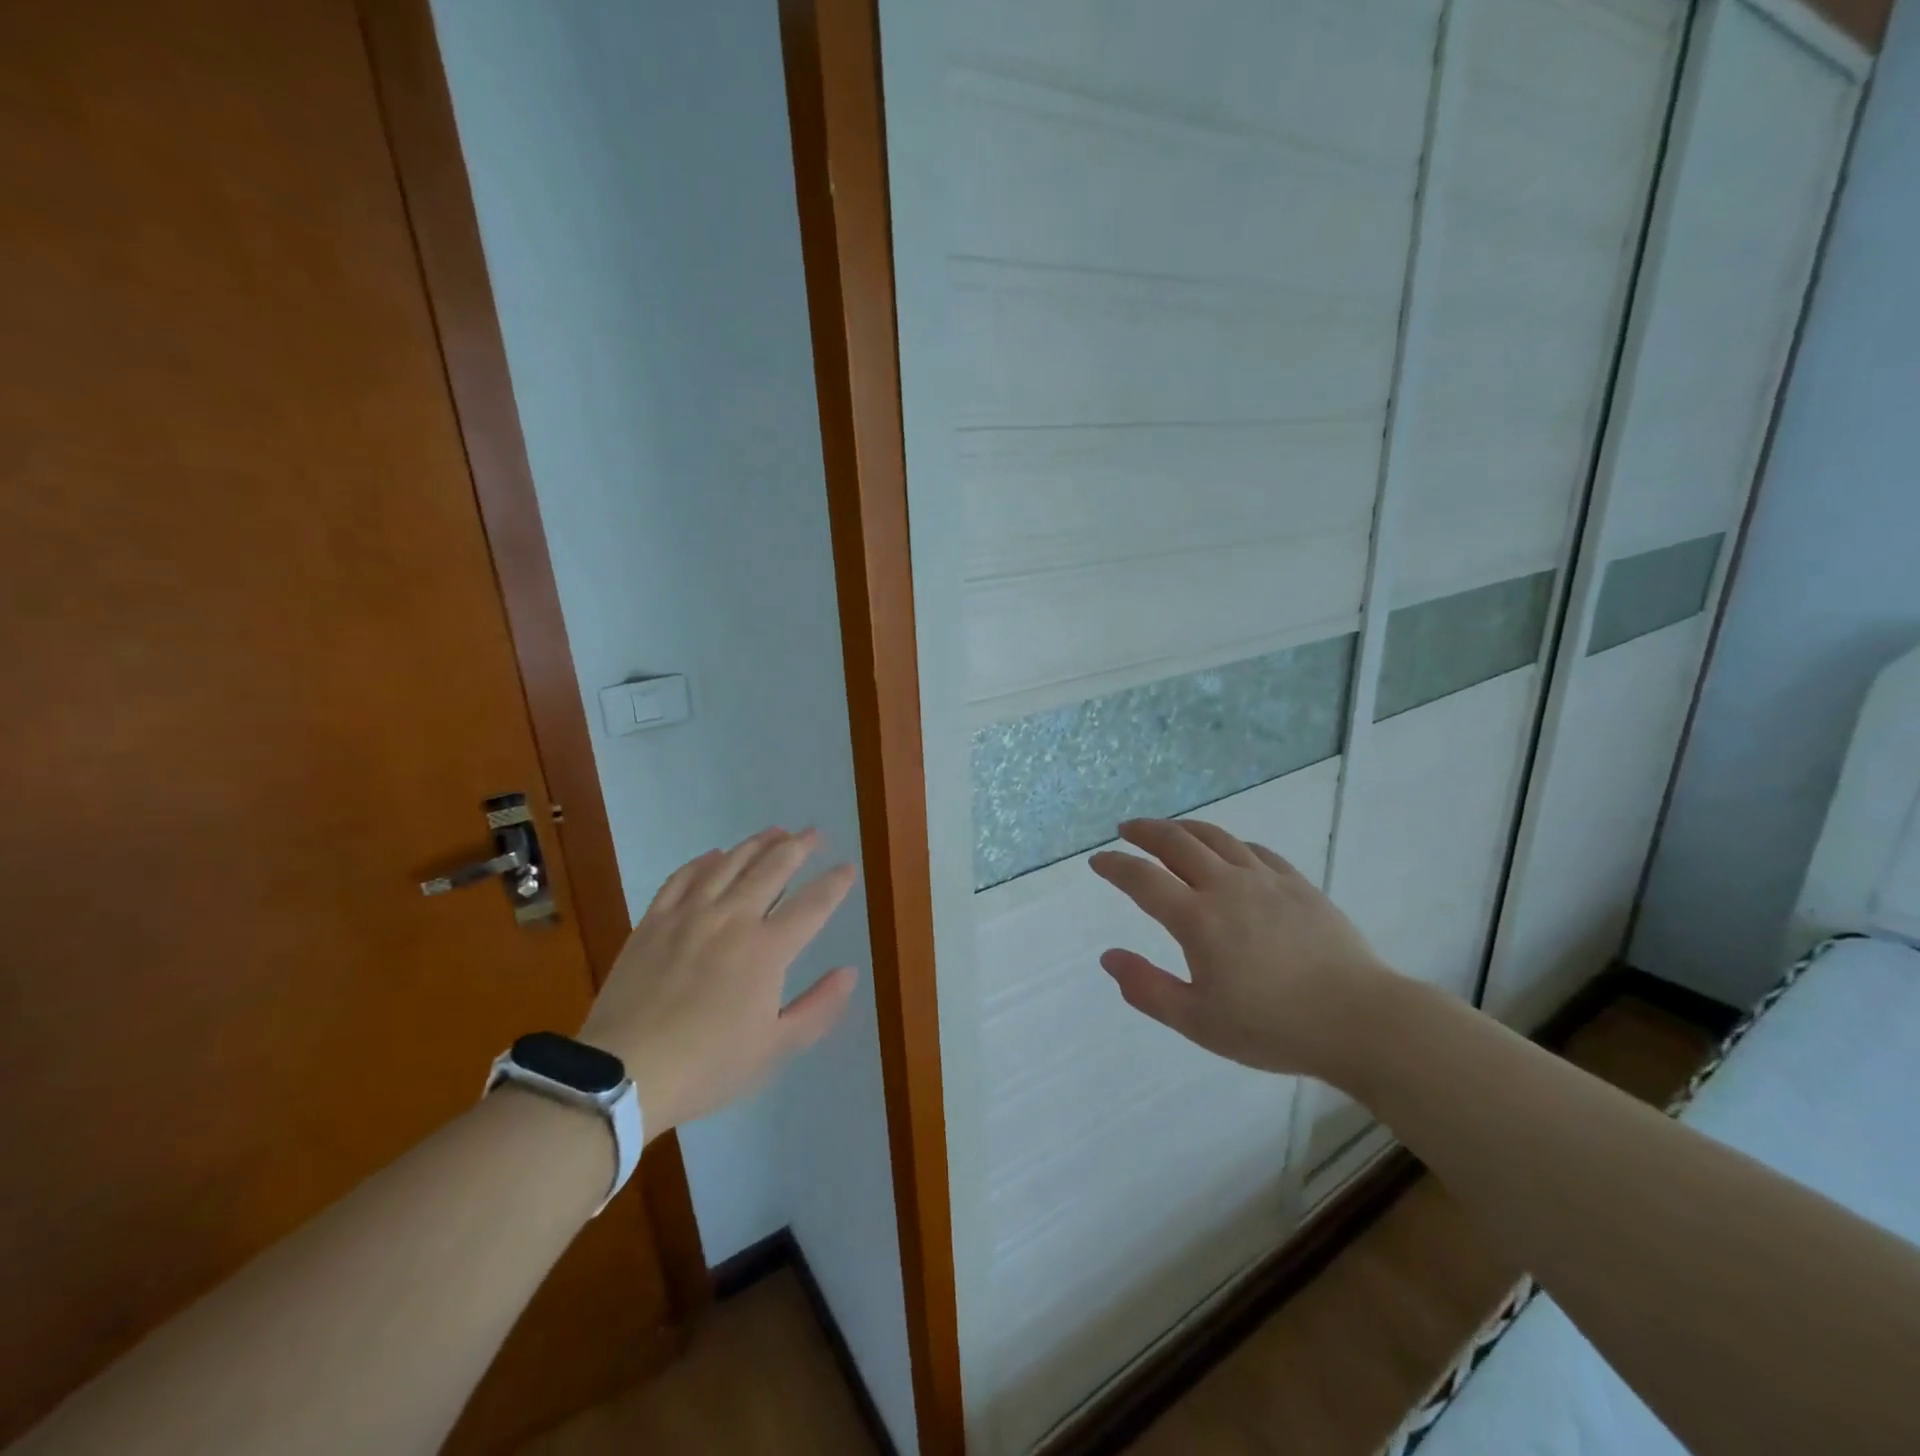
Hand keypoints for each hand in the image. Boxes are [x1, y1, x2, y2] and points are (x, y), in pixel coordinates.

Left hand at [579, 828, 858, 1136]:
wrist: (624, 1072)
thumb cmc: (708, 1065)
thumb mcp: (775, 1049)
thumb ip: (819, 1008)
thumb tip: (850, 972)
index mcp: (767, 950)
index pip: (812, 904)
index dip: (834, 883)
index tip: (848, 867)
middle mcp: (732, 918)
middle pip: (772, 869)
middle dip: (799, 847)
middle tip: (814, 833)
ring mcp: (690, 914)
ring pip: (730, 864)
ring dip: (757, 844)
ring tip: (775, 831)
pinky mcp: (654, 920)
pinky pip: (683, 877)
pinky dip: (704, 861)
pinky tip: (715, 854)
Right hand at [1089, 818, 1398, 1086]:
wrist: (1360, 1020)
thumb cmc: (1273, 1027)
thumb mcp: (1198, 1022)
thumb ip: (1147, 988)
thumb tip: (1109, 957)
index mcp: (1197, 919)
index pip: (1142, 879)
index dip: (1115, 865)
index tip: (1098, 860)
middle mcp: (1226, 887)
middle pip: (1176, 842)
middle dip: (1145, 831)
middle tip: (1126, 829)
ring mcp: (1265, 880)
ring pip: (1216, 838)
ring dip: (1184, 828)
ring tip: (1168, 830)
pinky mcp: (1297, 884)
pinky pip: (1255, 850)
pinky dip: (1229, 844)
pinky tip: (1228, 851)